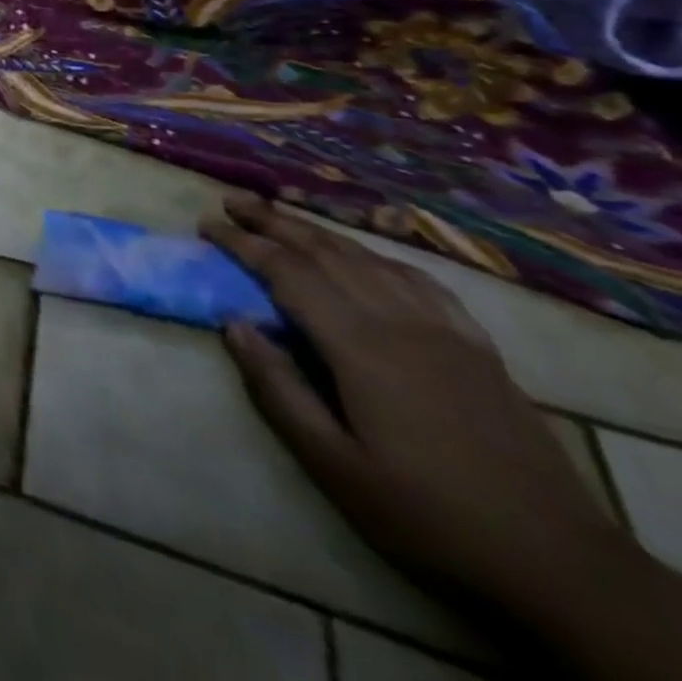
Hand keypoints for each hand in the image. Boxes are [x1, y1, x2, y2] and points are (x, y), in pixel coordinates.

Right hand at [200, 194, 626, 620]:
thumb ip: (278, 389)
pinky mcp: (478, 349)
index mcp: (360, 346)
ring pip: (370, 260)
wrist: (559, 564)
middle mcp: (400, 322)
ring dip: (319, 232)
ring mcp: (446, 332)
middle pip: (326, 252)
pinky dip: (380, 258)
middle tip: (232, 201)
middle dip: (274, 222)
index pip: (287, 273)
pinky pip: (422, 283)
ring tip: (283, 216)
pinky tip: (368, 259)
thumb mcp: (334, 464)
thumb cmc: (427, 514)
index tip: (206, 225)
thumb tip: (234, 323)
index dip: (242, 243)